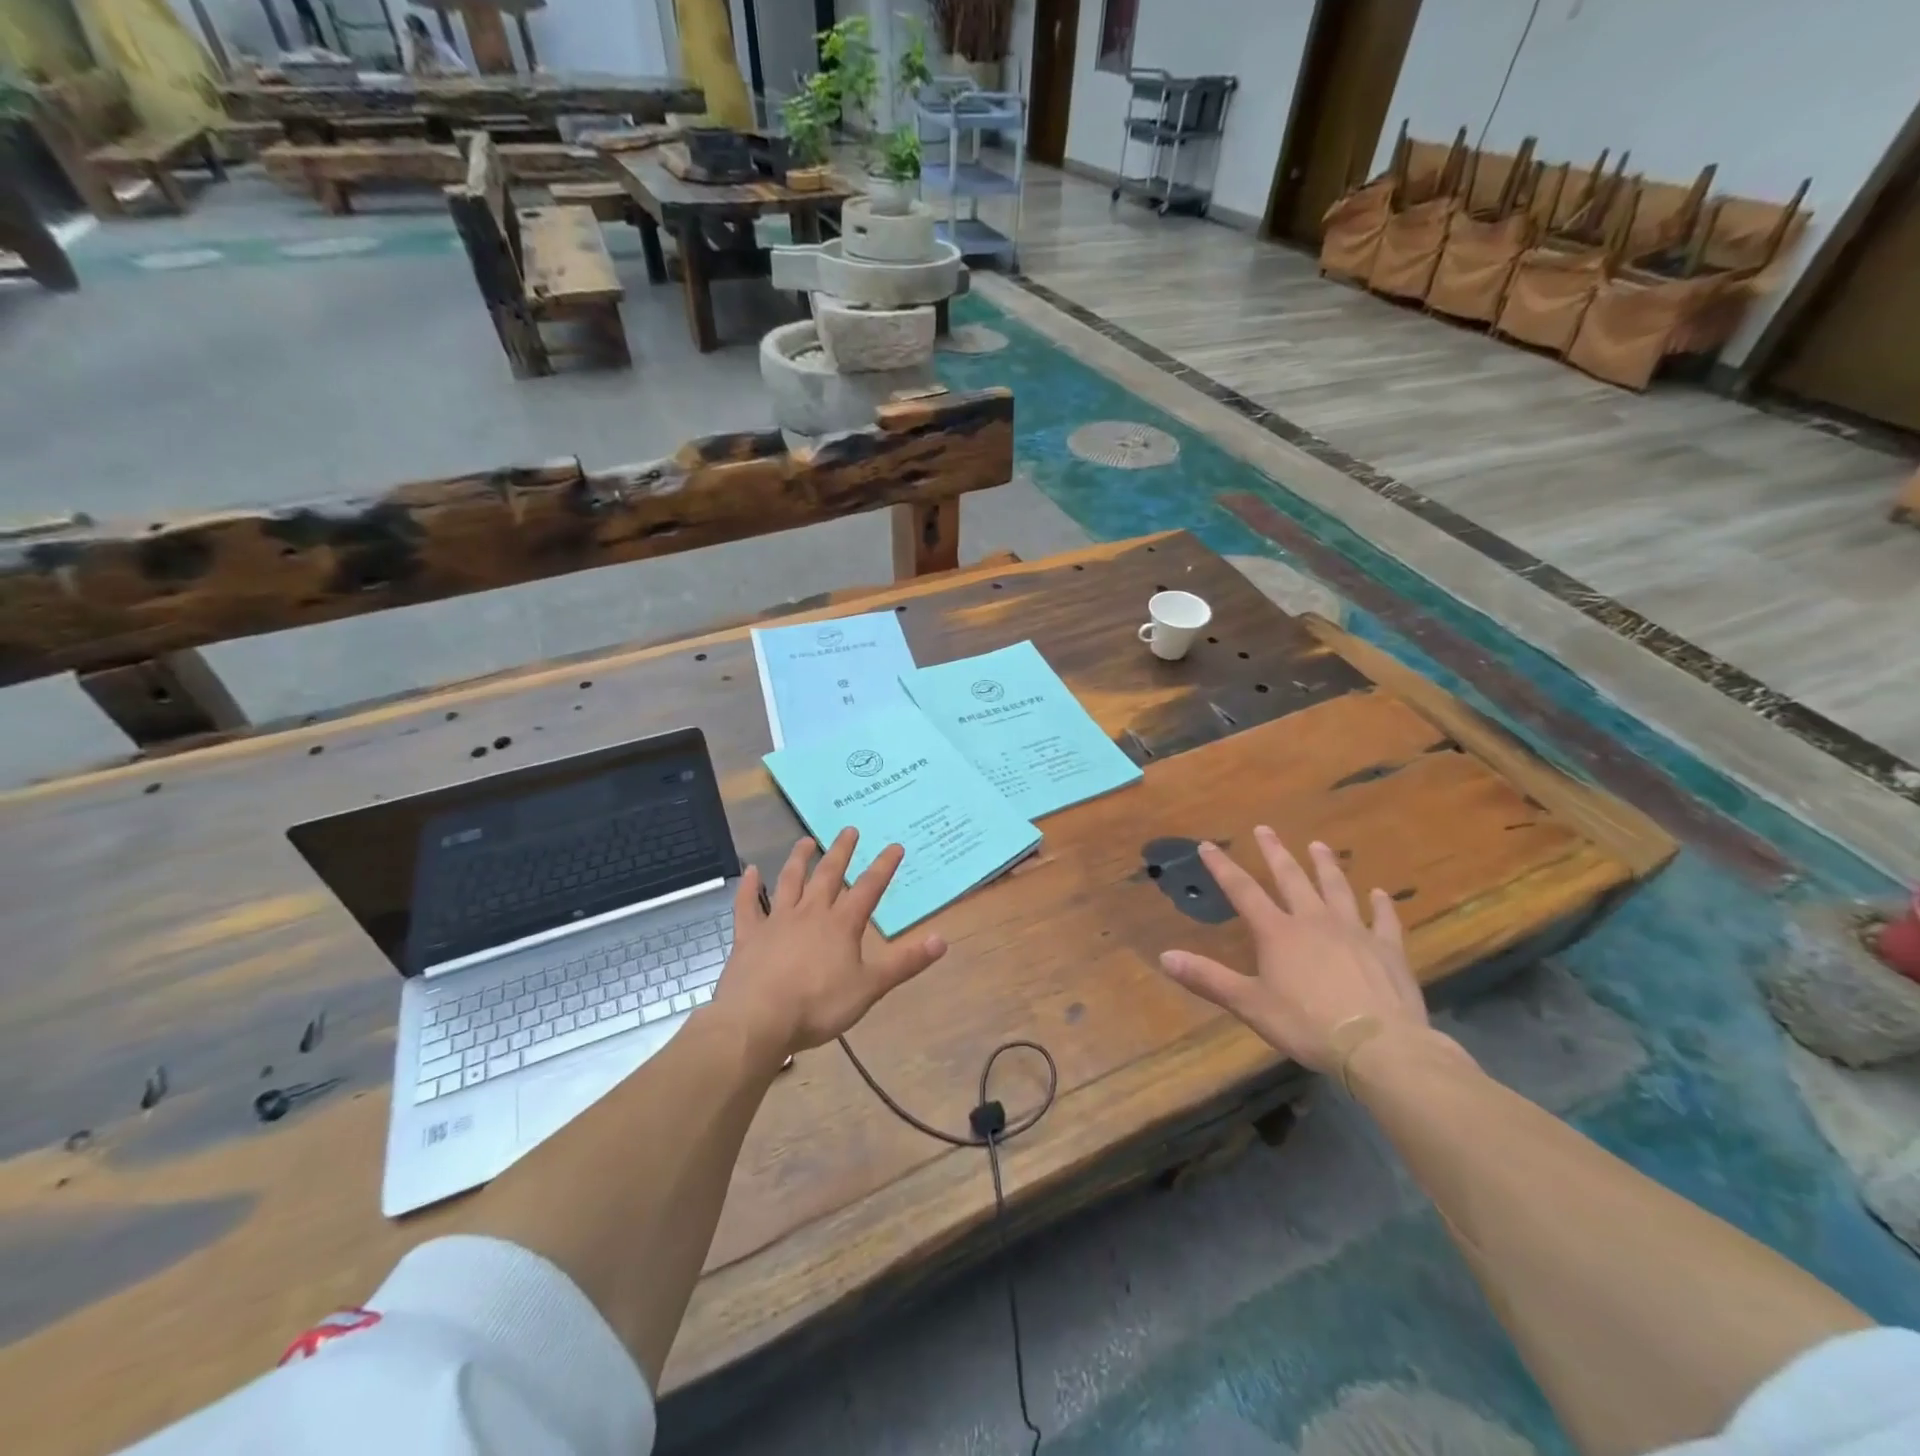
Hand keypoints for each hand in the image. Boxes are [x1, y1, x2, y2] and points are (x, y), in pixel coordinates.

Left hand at [709, 829, 946, 1064]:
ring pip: (790, 881)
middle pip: (829, 875)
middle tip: (849, 830)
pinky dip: (750, 887)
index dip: (884, 867)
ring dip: (799, 859)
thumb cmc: (819, 1005)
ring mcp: (777, 921)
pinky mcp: (748, 935)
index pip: (869, 888)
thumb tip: (943, 940)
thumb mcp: (870, 987)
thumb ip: (905, 962)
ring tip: (806, 841)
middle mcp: (810, 913)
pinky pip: (748, 905)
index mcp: (842, 924)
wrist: (758, 1019)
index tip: (895, 846)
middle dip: (841, 852)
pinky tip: (751, 871)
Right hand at [1159, 827, 1425, 1073]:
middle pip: (1291, 878)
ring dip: (1326, 865)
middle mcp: (1313, 921)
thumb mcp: (1249, 1004)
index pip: (1242, 891)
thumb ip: (1208, 978)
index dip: (1222, 867)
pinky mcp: (1388, 950)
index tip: (1208, 845)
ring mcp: (1354, 931)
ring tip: (1318, 845)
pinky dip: (1381, 905)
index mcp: (1277, 932)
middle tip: (1265, 829)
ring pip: (1337, 888)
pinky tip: (1380, 893)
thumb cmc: (1306, 1025)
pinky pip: (1384, 920)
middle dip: (1275, 852)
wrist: (1379, 1046)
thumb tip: (1164, 957)